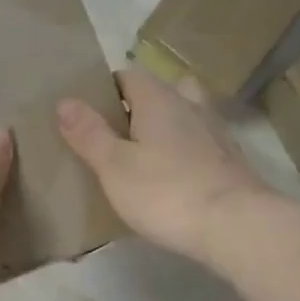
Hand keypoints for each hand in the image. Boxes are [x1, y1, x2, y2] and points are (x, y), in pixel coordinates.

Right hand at [57, 68, 269, 262]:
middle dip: (139, 106)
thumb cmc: (165, 192)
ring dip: (167, 127)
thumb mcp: (114, 166)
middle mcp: (191, 105)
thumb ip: (89, 133)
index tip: (88, 114)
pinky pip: (201, 144)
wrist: (235, 225)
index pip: (128, 75)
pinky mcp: (231, 161)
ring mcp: (216, 132)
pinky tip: (175, 177)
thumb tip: (65, 100)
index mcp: (158, 99)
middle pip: (161, 92)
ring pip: (186, 116)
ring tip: (146, 155)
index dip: (106, 90)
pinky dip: (186, 152)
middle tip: (117, 135)